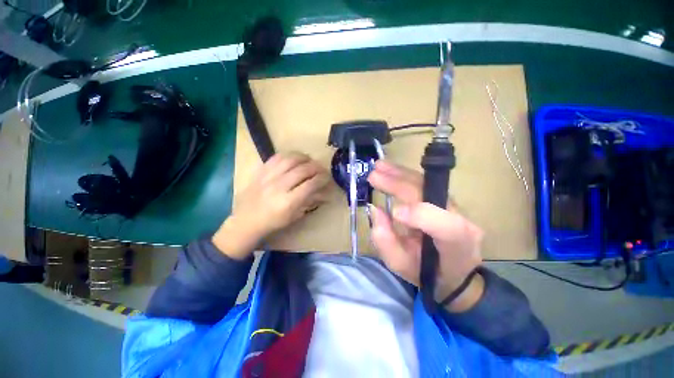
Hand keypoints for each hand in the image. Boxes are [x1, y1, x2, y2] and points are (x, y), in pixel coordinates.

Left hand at [213, 152, 330, 259]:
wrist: (245, 220)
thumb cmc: (273, 222)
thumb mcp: (295, 216)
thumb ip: (310, 201)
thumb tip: (325, 193)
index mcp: (288, 202)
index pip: (310, 184)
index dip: (322, 179)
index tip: (327, 177)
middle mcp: (279, 186)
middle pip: (303, 170)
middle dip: (316, 167)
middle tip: (322, 169)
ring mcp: (268, 177)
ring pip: (290, 160)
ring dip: (304, 158)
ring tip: (310, 161)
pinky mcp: (260, 171)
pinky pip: (277, 157)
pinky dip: (289, 155)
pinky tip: (295, 158)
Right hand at [368, 160, 483, 311]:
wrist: (454, 271)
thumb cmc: (426, 272)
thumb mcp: (401, 265)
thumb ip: (385, 241)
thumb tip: (376, 209)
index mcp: (456, 243)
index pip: (444, 225)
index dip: (418, 215)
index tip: (392, 213)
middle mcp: (459, 218)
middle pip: (429, 195)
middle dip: (399, 184)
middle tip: (373, 175)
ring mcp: (453, 205)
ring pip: (425, 183)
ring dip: (400, 173)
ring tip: (379, 166)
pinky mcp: (443, 198)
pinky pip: (422, 183)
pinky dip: (404, 175)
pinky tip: (390, 169)